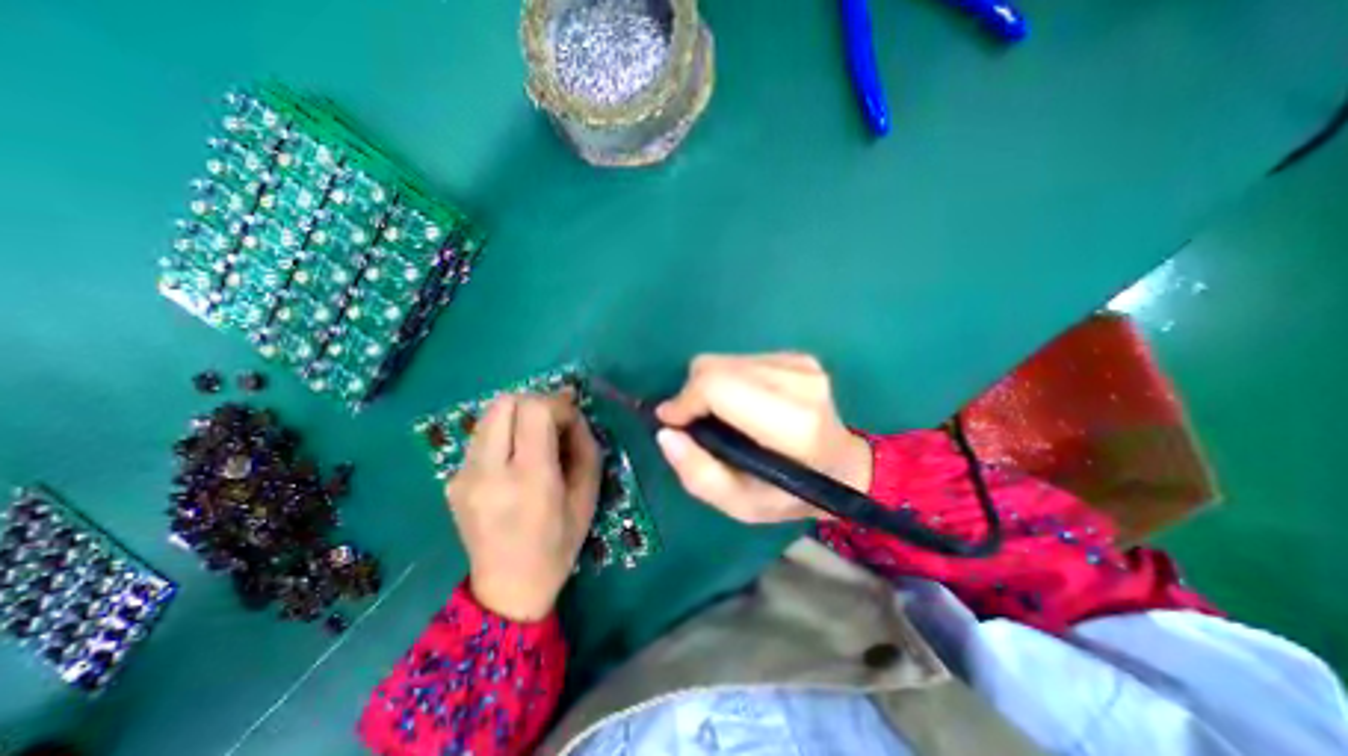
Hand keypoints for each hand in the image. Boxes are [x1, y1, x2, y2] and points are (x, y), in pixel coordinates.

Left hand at [445, 391, 600, 619]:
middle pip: (505, 402)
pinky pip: (481, 436)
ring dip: (517, 416)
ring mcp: (463, 475)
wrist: (508, 588)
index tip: (571, 420)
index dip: (558, 404)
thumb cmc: (559, 543)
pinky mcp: (452, 480)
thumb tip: (571, 410)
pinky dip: (503, 434)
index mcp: (529, 479)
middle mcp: (488, 472)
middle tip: (552, 423)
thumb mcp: (588, 494)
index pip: (535, 410)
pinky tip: (514, 460)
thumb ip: (584, 444)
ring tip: (534, 440)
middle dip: (535, 402)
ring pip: (489, 414)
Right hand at [655, 351, 873, 519]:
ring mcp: (801, 363)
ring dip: (710, 387)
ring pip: (723, 360)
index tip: (673, 423)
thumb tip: (666, 432)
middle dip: (693, 394)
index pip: (718, 386)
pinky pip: (739, 359)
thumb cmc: (792, 494)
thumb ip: (698, 474)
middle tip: (696, 424)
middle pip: (715, 367)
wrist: (843, 466)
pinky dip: (728, 380)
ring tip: (724, 416)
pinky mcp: (797, 356)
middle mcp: (800, 383)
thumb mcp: (742, 505)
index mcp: (793, 424)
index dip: (685, 400)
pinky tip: (743, 403)